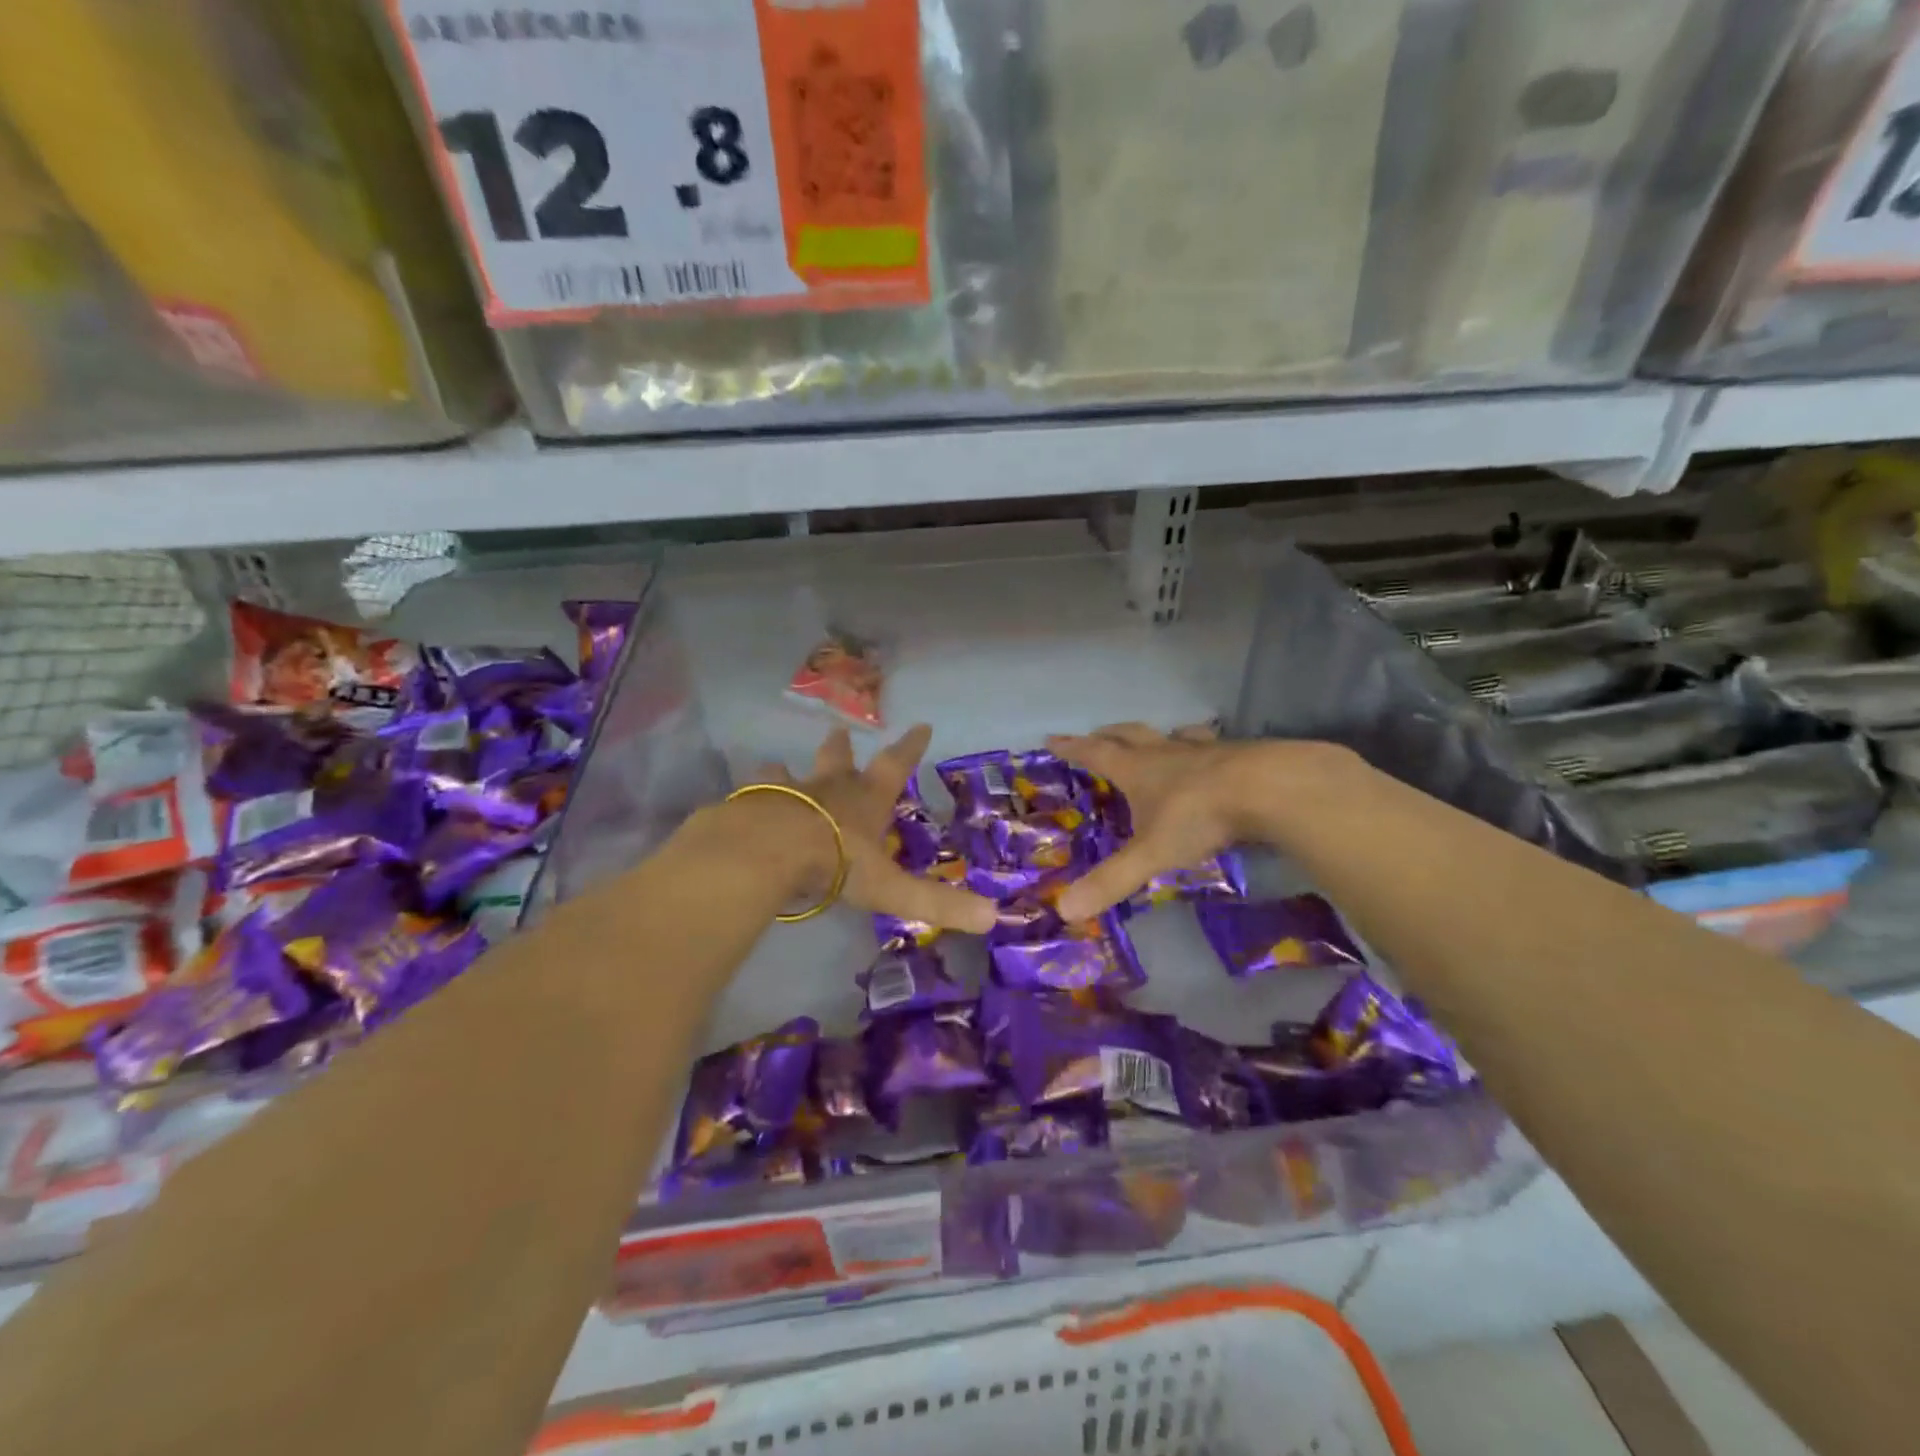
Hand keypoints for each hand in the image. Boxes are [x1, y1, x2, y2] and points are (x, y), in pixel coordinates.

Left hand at [749, 724, 997, 933]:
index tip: (921, 725)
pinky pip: (752, 796)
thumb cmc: (837, 862)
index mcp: (866, 801)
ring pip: (789, 774)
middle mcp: (828, 788)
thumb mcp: (892, 888)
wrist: (769, 850)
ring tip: (780, 766)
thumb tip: (991, 917)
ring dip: (788, 771)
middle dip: (841, 748)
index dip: (911, 747)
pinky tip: (742, 802)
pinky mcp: (750, 805)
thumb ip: (937, 903)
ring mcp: (786, 792)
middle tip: (839, 732)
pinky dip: (752, 796)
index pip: (896, 766)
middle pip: (837, 759)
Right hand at [1045, 724, 1347, 919]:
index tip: (1053, 739)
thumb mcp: (1150, 853)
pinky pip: (1212, 745)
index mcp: (1137, 770)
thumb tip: (1064, 910)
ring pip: (1171, 736)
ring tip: (1155, 741)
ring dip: (1157, 738)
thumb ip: (1111, 880)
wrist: (1269, 788)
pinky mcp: (1239, 754)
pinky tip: (1212, 755)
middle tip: (1095, 734)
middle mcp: (1165, 752)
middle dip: (1108, 735)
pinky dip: (1202, 747)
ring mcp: (1204, 750)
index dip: (1072, 748)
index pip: (1095, 754)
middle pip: (1129, 736)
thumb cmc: (1199, 817)